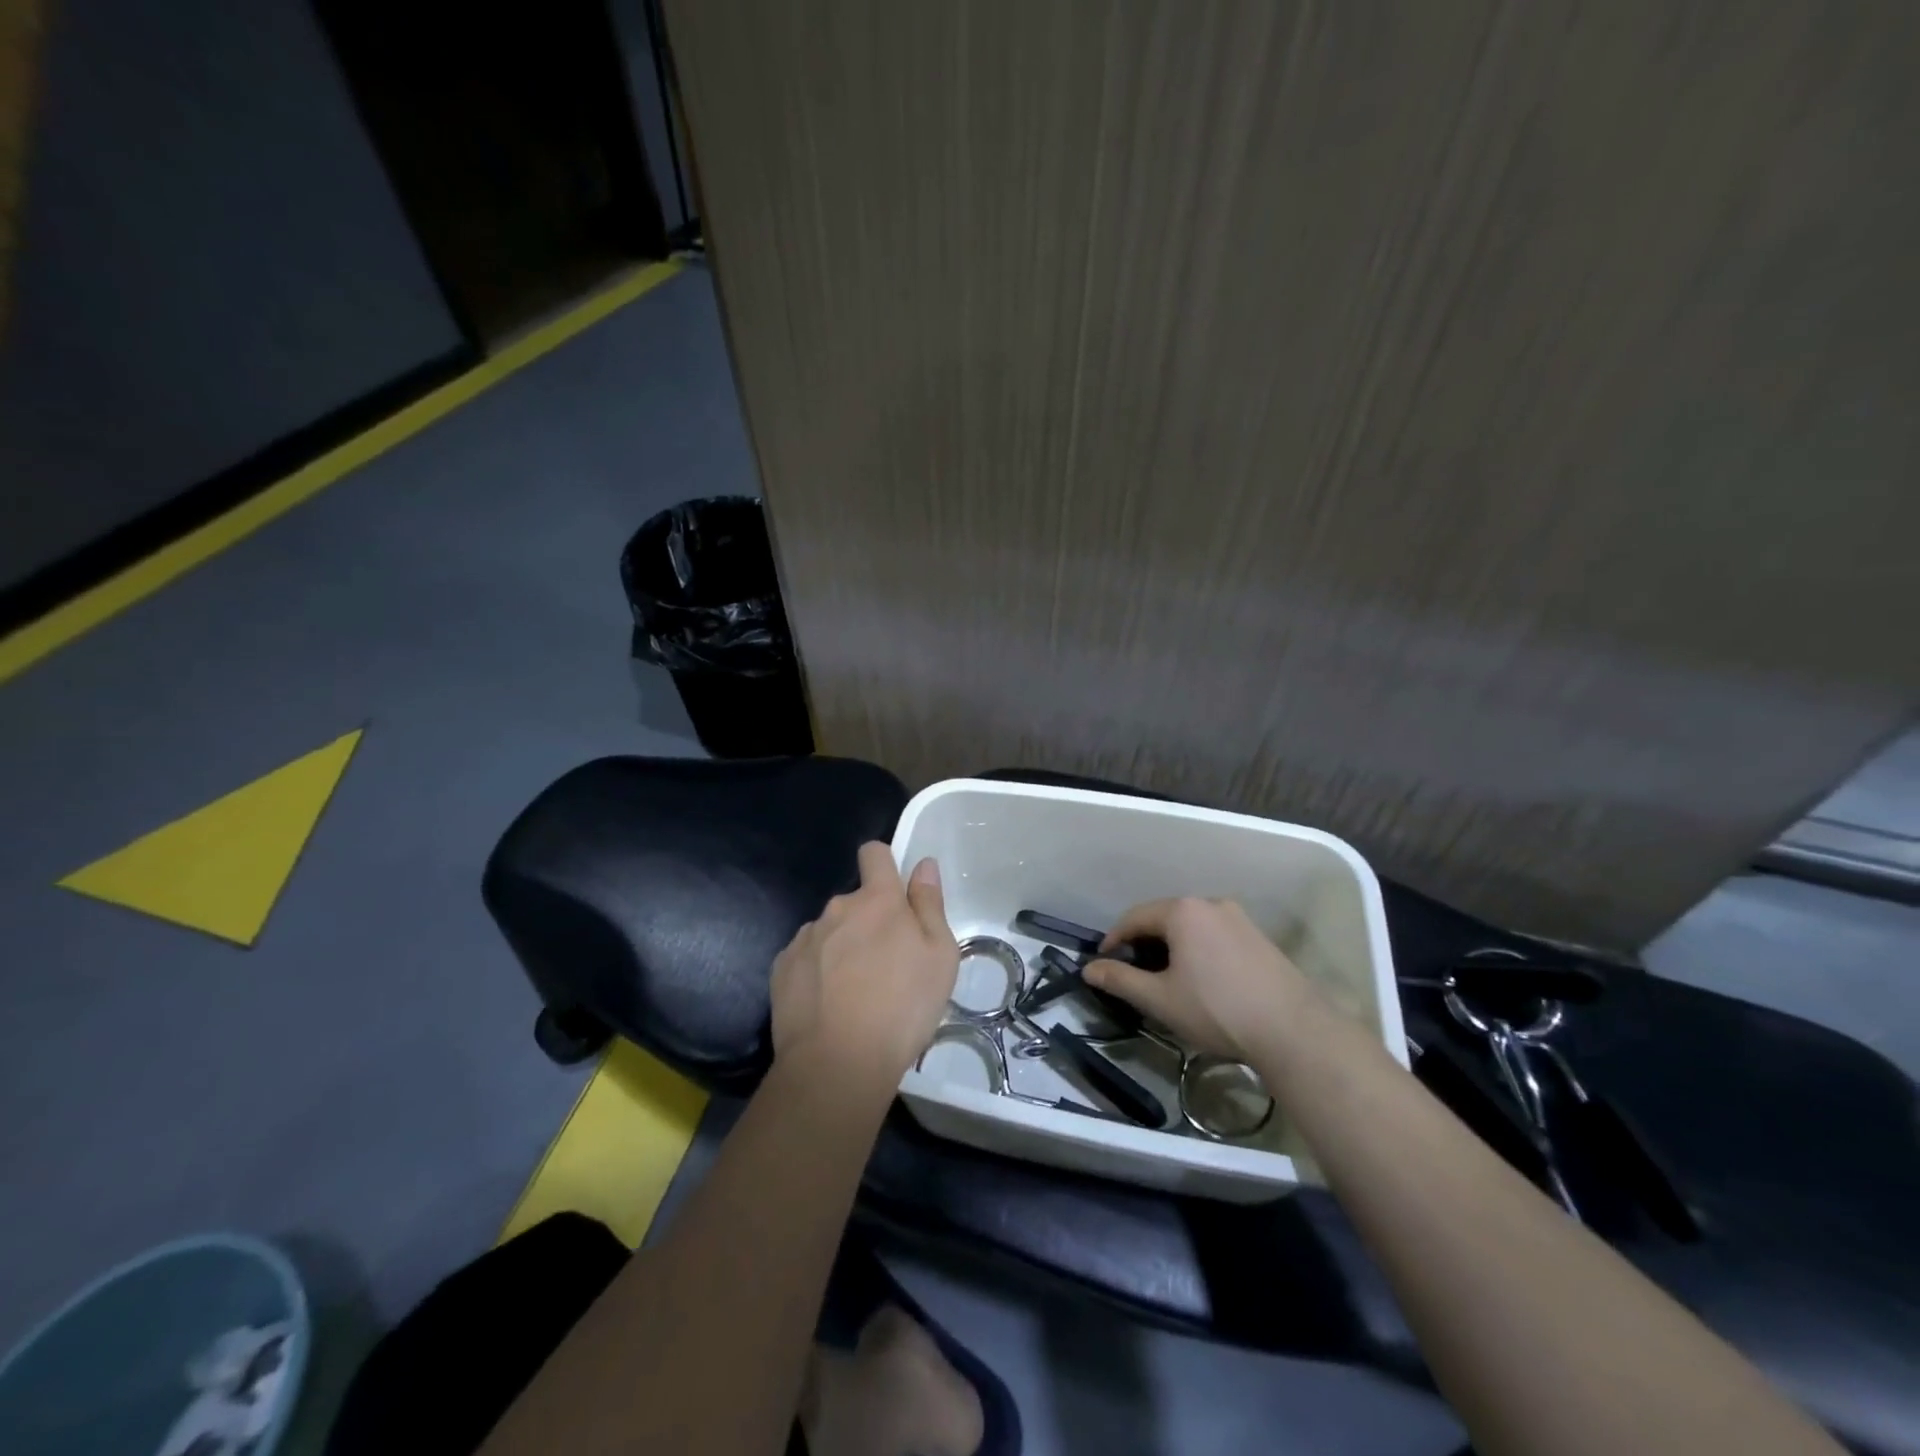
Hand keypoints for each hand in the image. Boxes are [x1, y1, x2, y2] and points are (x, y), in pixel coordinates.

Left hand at [770, 843, 958, 1097]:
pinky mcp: (782, 968)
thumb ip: (929, 905)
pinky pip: (806, 958)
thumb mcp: (939, 957)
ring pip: (830, 931)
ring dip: (842, 948)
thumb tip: (922, 864)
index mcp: (877, 900)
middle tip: (886, 965)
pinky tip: (828, 1005)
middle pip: (855, 901)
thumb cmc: (902, 1008)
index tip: (894, 891)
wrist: (837, 1064)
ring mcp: (805, 938)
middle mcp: (837, 908)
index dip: (883, 863)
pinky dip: (817, 972)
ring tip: (855, 993)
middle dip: (869, 922)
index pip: (874, 853)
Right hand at [1085, 897, 1314, 1063]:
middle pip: (1164, 918)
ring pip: (1191, 926)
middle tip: (1133, 972)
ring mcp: (1239, 918)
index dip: (1114, 940)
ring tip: (1165, 977)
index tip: (1103, 963)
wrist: (1293, 1030)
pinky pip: (1215, 935)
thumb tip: (1088, 969)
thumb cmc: (1217, 1009)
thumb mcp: (1160, 999)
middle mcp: (1210, 903)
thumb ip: (1120, 980)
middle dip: (1144, 942)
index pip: (1134, 917)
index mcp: (1182, 911)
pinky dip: (1198, 950)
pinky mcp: (1259, 937)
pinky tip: (1201, 979)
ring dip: (1172, 946)